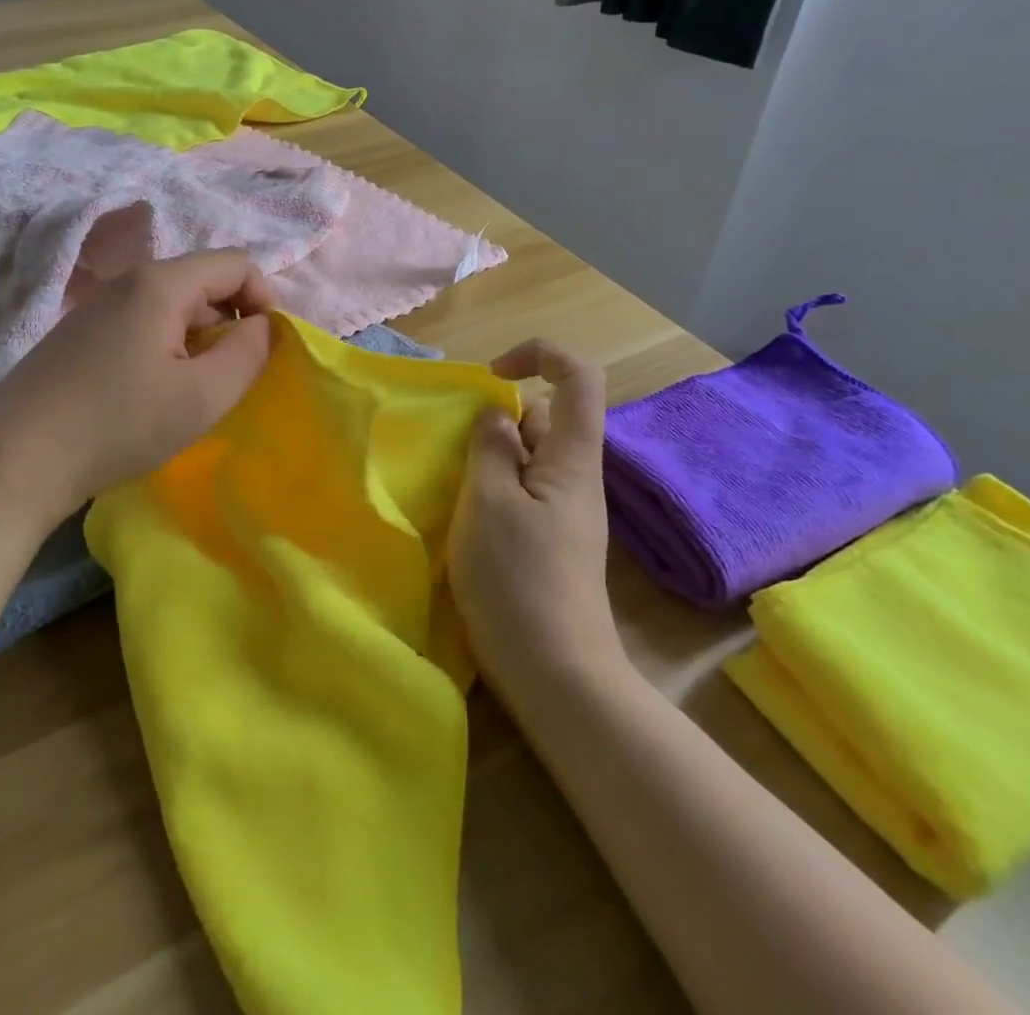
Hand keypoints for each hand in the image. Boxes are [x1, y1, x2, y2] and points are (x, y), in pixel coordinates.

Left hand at [0, 250, 275, 568]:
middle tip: (231, 380)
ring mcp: (97, 308)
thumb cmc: (118, 424)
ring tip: (193, 395)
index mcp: (161, 283)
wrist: (13, 460)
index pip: (236, 263)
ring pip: (172, 308)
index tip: (266, 349)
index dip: (264, 299)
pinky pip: (142, 327)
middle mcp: (128, 282)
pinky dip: (166, 351)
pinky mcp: (78, 336)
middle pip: (203, 283)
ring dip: (199, 342)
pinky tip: (152, 397)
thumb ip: (249, 354)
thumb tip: (264, 326)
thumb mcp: (202, 396)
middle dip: (231, 324)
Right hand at [449, 340, 627, 703]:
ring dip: (487, 457)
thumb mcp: (489, 502)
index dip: (539, 355)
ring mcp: (563, 512)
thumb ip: (491, 447)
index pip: (579, 378)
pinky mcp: (549, 542)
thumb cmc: (518, 581)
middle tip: (453, 448)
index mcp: (571, 458)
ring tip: (450, 483)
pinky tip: (463, 517)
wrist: (556, 675)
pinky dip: (490, 489)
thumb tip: (497, 416)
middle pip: (545, 417)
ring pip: (527, 457)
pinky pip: (520, 492)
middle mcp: (574, 477)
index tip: (492, 374)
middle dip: (497, 418)